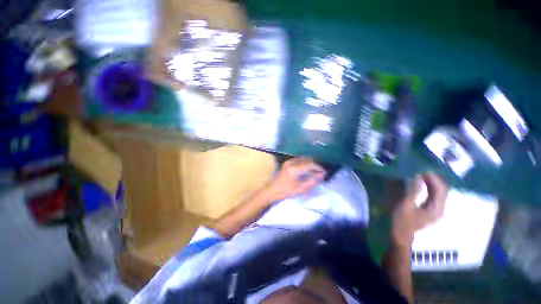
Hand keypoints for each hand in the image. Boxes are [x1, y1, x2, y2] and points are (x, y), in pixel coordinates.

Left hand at [265, 157, 326, 201]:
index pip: (310, 164)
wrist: (271, 190)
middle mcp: (291, 162)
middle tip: (320, 172)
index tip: (324, 172)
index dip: (318, 168)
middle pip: (307, 159)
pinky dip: (304, 162)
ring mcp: (288, 161)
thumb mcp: (300, 189)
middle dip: (315, 164)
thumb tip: (322, 175)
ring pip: (303, 158)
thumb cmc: (285, 191)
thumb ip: (312, 181)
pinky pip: (298, 159)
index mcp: (295, 168)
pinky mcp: (286, 163)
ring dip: (310, 163)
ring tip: (315, 171)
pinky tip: (306, 169)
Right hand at [391, 173, 447, 249]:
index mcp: (436, 209)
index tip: (422, 169)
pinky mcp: (431, 210)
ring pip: (439, 192)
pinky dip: (430, 187)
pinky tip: (422, 183)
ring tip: (420, 174)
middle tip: (421, 170)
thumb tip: (418, 177)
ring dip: (432, 182)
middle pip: (443, 190)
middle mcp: (440, 208)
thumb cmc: (401, 221)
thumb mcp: (405, 205)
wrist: (400, 235)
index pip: (441, 189)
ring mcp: (436, 210)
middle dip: (434, 178)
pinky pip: (434, 195)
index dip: (433, 178)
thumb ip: (413, 191)